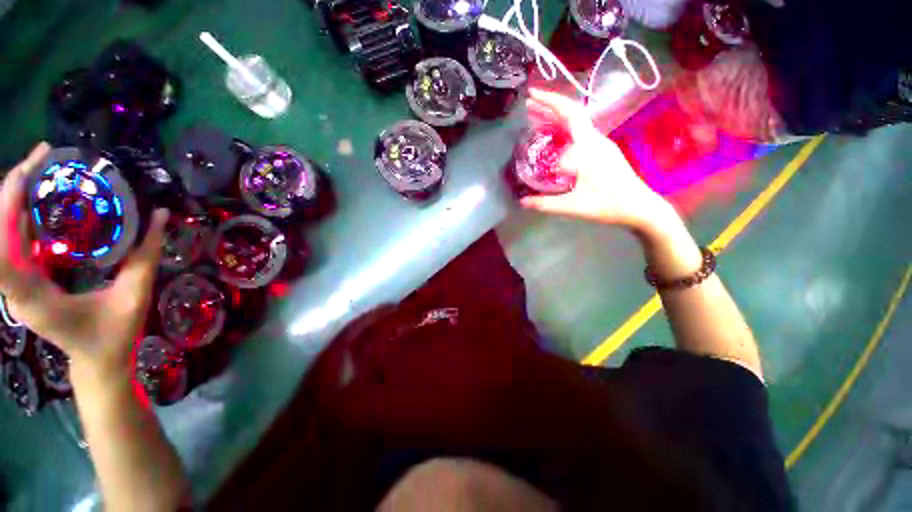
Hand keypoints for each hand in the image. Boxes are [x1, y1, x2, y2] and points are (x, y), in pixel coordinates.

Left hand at [0, 143, 168, 382]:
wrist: (97, 362)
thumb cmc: (113, 335)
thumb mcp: (134, 295)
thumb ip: (146, 256)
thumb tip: (161, 216)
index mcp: (33, 297)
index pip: (2, 250)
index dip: (7, 208)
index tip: (29, 173)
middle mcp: (16, 288)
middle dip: (13, 189)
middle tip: (43, 155)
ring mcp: (18, 284)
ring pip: (2, 235)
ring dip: (16, 198)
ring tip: (41, 168)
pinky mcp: (25, 279)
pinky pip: (14, 242)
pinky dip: (22, 216)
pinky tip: (41, 200)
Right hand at [521, 89, 676, 234]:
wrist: (638, 207)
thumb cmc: (607, 205)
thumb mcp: (573, 206)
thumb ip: (545, 204)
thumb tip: (522, 201)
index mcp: (588, 147)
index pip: (569, 114)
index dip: (549, 102)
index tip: (530, 97)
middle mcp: (596, 140)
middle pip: (573, 113)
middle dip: (550, 105)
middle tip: (528, 105)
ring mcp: (601, 144)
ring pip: (577, 123)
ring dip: (556, 116)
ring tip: (536, 118)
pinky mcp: (603, 151)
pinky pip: (580, 133)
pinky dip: (564, 129)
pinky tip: (554, 136)